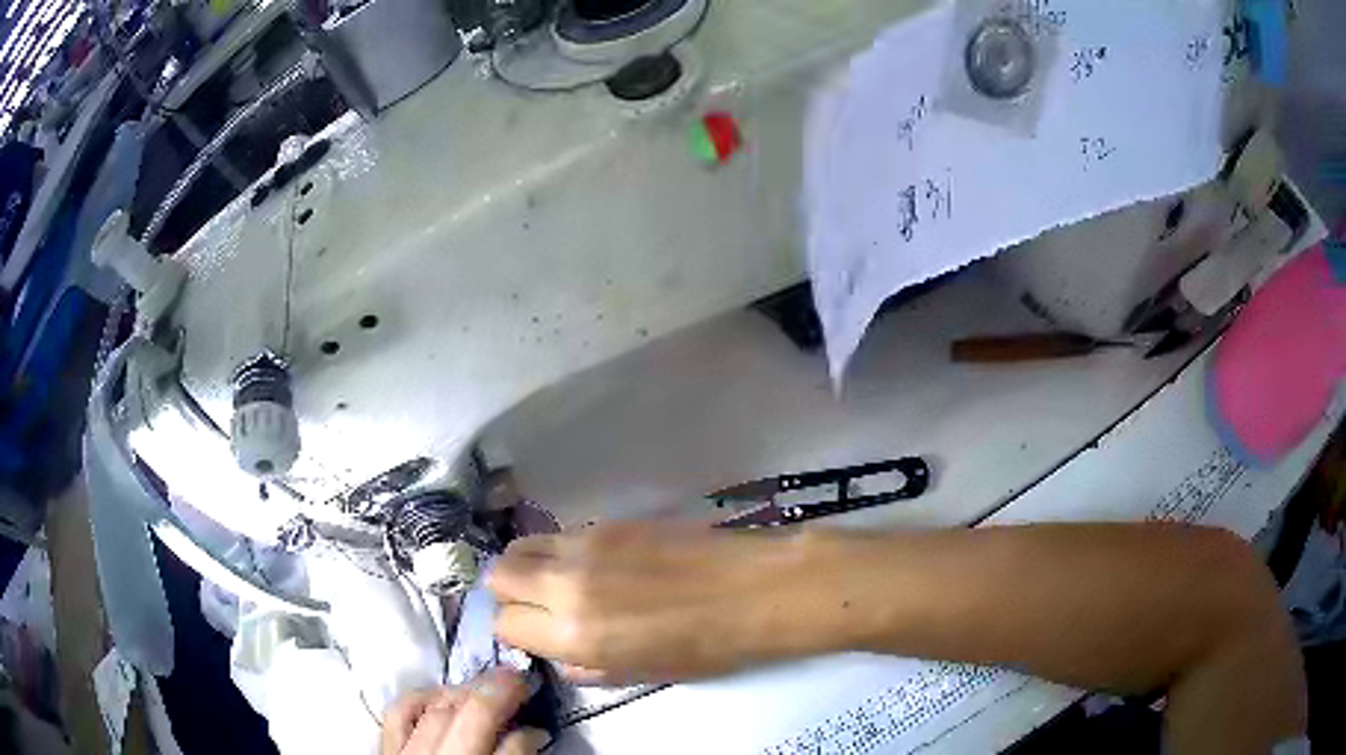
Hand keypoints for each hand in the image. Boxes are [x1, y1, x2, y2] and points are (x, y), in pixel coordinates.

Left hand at [380, 669, 550, 754]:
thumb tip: (530, 737)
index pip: (510, 750)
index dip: (529, 733)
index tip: (540, 726)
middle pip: (471, 716)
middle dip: (499, 691)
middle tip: (519, 680)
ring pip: (436, 708)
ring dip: (464, 692)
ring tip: (484, 689)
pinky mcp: (386, 752)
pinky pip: (399, 714)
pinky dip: (420, 698)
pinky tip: (439, 696)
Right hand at [488, 522, 829, 684]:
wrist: (753, 589)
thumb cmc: (706, 645)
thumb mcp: (641, 674)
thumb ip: (586, 669)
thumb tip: (558, 655)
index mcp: (575, 634)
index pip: (505, 624)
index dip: (518, 633)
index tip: (537, 635)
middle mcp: (567, 585)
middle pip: (498, 575)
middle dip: (510, 594)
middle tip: (539, 606)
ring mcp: (586, 546)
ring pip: (521, 546)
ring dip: (528, 567)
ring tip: (559, 582)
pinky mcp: (608, 521)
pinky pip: (560, 535)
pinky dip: (559, 552)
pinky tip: (593, 565)